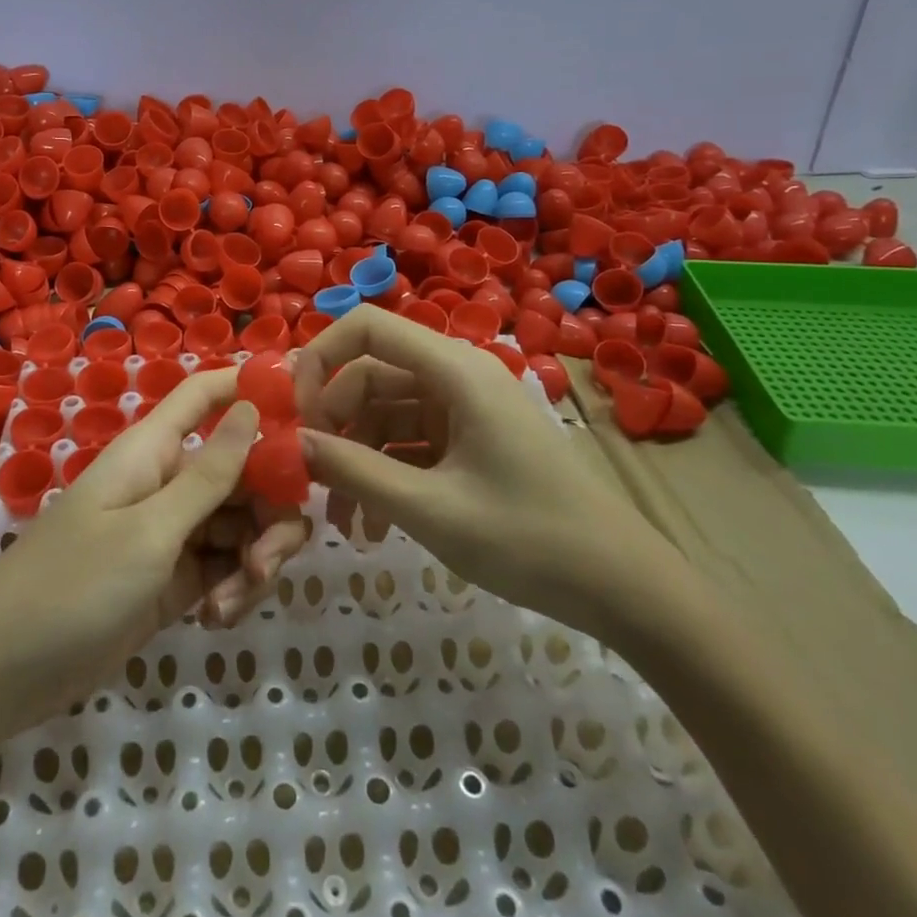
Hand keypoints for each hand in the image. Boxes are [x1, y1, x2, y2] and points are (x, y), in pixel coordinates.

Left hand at [0, 368, 308, 744]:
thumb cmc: (71, 587)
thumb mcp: (149, 532)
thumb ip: (208, 475)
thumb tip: (250, 407)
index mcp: (155, 450)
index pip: (207, 395)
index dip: (252, 389)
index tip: (307, 413)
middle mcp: (168, 481)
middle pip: (243, 469)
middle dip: (270, 509)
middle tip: (270, 560)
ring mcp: (171, 532)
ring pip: (240, 523)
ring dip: (253, 560)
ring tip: (233, 602)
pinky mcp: (172, 579)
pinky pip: (223, 567)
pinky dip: (232, 589)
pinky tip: (215, 621)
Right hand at [294, 305, 685, 639]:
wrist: (624, 589)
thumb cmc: (529, 540)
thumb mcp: (430, 510)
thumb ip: (354, 472)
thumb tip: (292, 443)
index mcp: (454, 371)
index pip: (368, 327)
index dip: (321, 357)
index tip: (294, 412)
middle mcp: (457, 376)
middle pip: (370, 375)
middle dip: (335, 424)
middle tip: (311, 479)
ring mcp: (465, 408)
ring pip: (386, 413)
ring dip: (357, 458)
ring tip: (343, 522)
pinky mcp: (471, 439)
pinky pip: (410, 441)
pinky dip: (386, 473)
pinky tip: (374, 525)